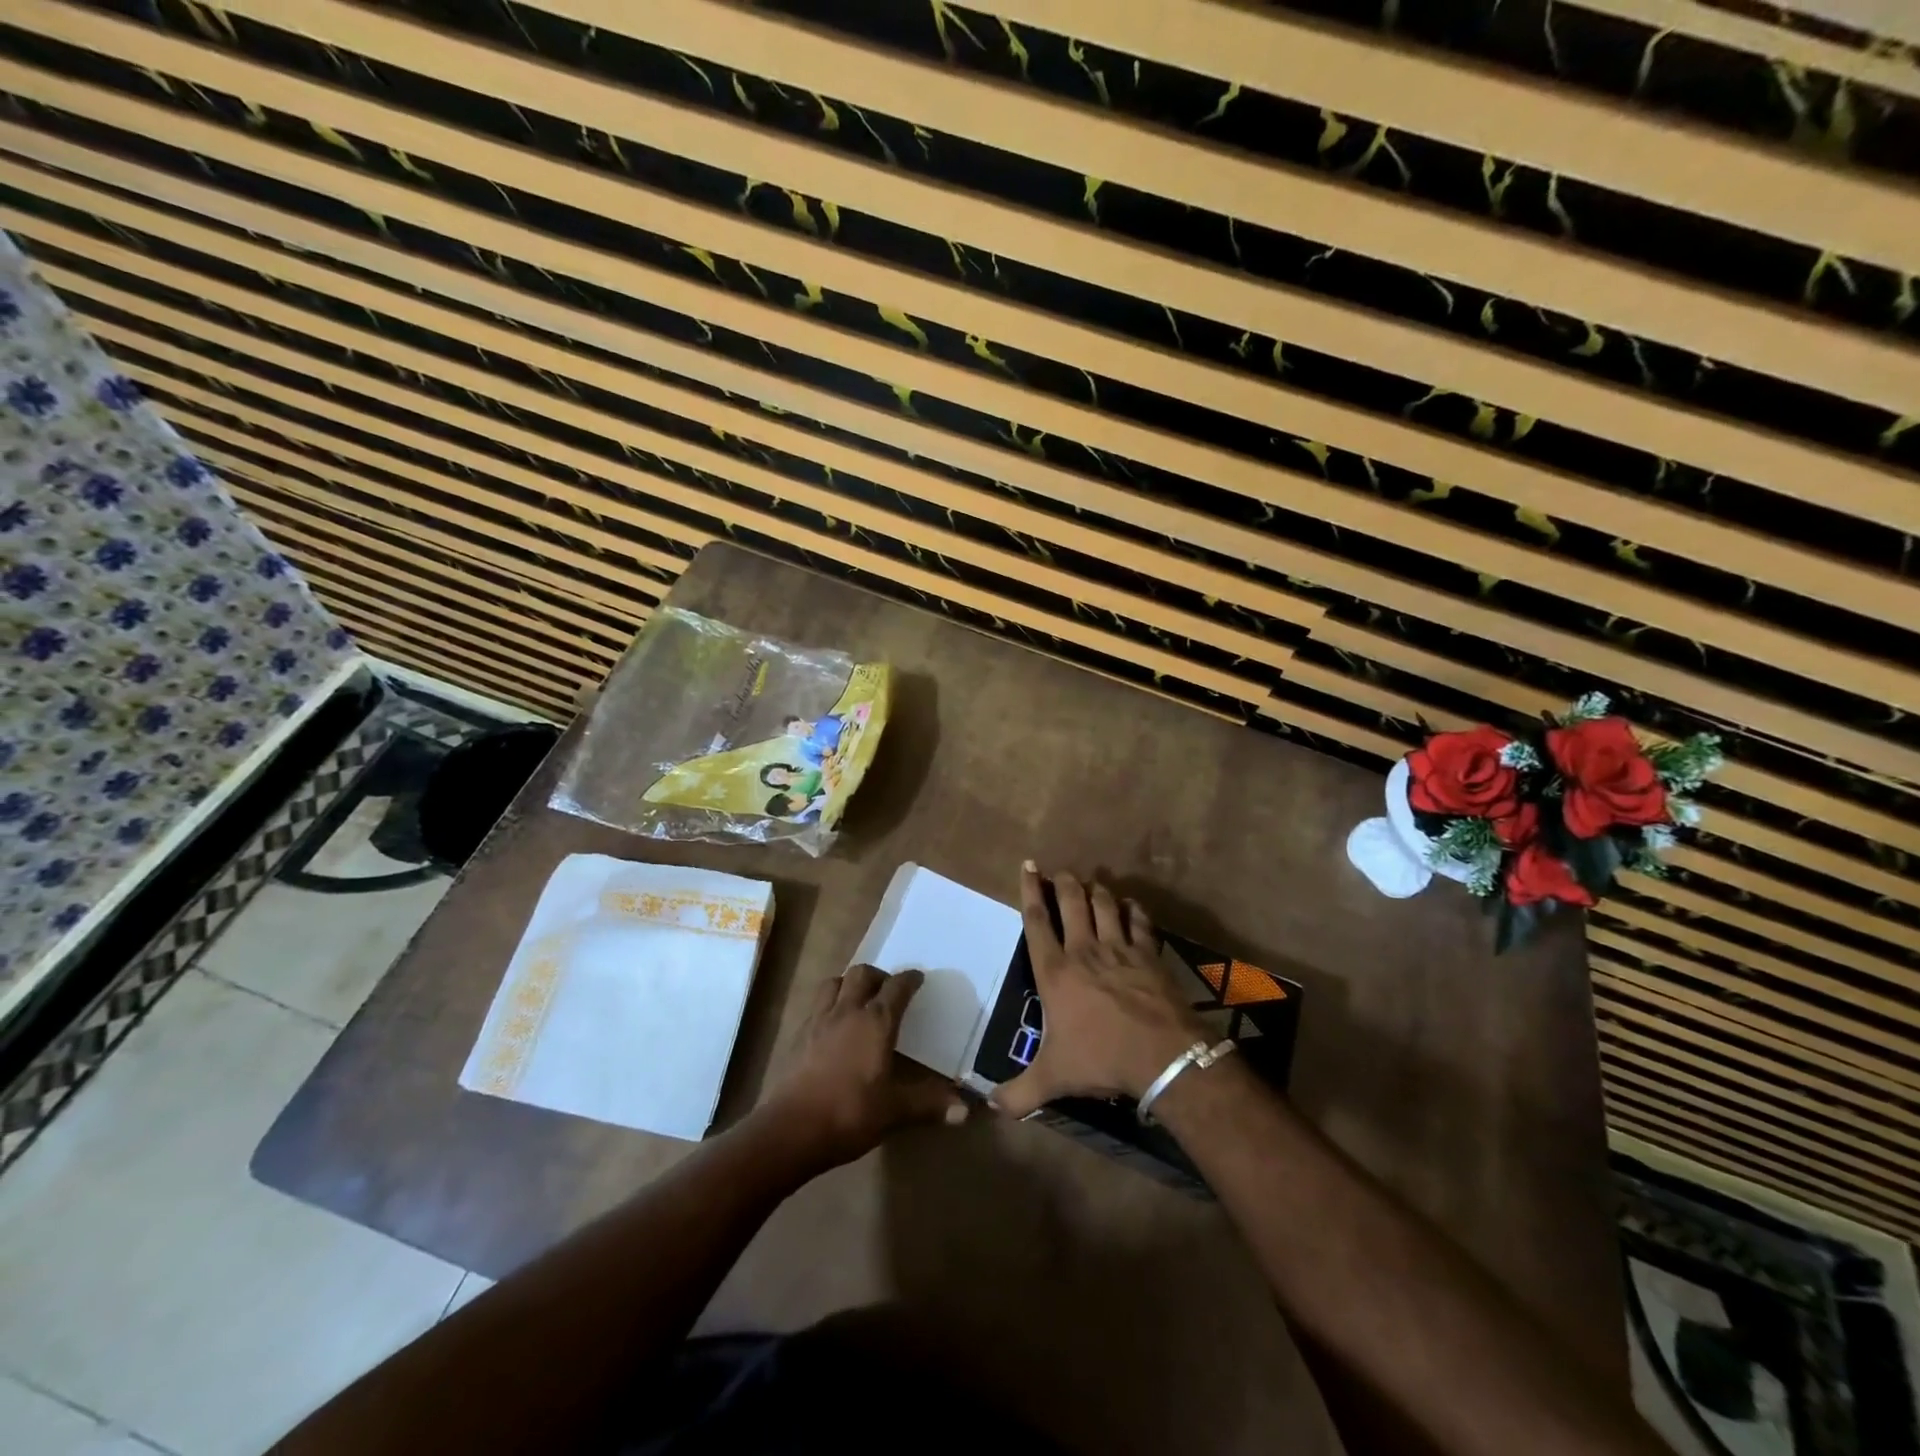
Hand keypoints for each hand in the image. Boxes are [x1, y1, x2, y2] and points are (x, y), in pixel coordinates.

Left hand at [762, 964, 966, 1168]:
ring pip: (834, 982)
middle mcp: (847, 1011)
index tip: (918, 979)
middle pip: (862, 974)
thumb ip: (929, 1105)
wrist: (791, 1129)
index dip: (909, 980)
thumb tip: (965, 1111)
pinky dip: (829, 1004)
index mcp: (876, 1022)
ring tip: (858, 1001)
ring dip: (848, 984)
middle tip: (888, 991)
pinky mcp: (798, 1035)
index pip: (897, 987)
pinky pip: (816, 1005)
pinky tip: (832, 1025)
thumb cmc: (850, 1113)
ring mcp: (819, 1020)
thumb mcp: (894, 1111)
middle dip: (878, 976)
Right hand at [990, 863, 1206, 1117]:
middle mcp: (1084, 950)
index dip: (1030, 891)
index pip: (1036, 921)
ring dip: (1096, 890)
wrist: (1161, 1055)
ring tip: (1091, 883)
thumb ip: (1018, 1092)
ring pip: (1104, 904)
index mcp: (1055, 971)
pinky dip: (1133, 909)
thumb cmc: (1100, 1059)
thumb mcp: (1053, 1078)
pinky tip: (1130, 905)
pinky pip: (1139, 921)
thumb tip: (989, 1106)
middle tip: (1061, 872)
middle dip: (1064, 882)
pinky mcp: (1148, 954)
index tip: (1029, 866)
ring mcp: (1119, 949)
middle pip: (1071, 902)